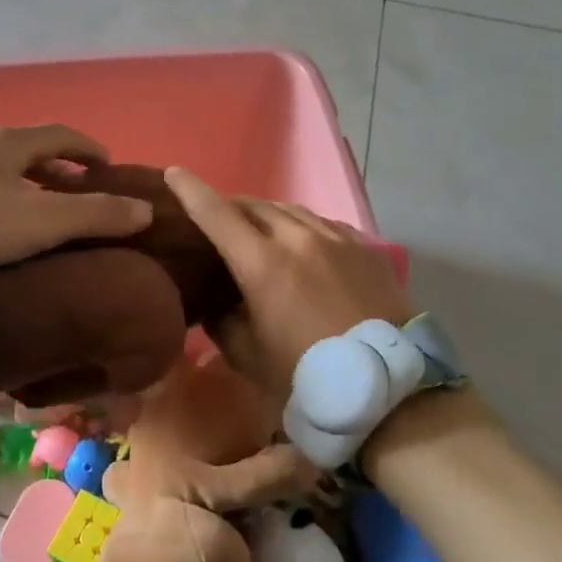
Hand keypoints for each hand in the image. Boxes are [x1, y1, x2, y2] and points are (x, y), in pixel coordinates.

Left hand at [0, 125, 152, 270]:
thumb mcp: (43, 221)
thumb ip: (96, 215)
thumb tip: (145, 211)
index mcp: (11, 142)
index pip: (62, 135)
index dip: (89, 149)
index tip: (108, 166)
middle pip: (32, 150)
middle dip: (60, 169)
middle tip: (79, 192)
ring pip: (3, 168)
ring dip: (29, 183)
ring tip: (41, 209)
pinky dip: (2, 195)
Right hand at [165, 166, 411, 398]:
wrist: (388, 388)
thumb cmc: (307, 376)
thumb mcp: (249, 356)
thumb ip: (223, 321)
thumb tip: (216, 303)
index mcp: (262, 263)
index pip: (216, 214)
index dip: (191, 190)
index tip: (173, 173)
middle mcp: (297, 238)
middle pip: (254, 206)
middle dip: (229, 208)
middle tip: (217, 222)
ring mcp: (335, 238)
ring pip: (290, 211)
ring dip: (266, 215)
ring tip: (258, 230)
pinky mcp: (363, 247)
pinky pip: (322, 224)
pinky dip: (301, 227)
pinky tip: (302, 243)